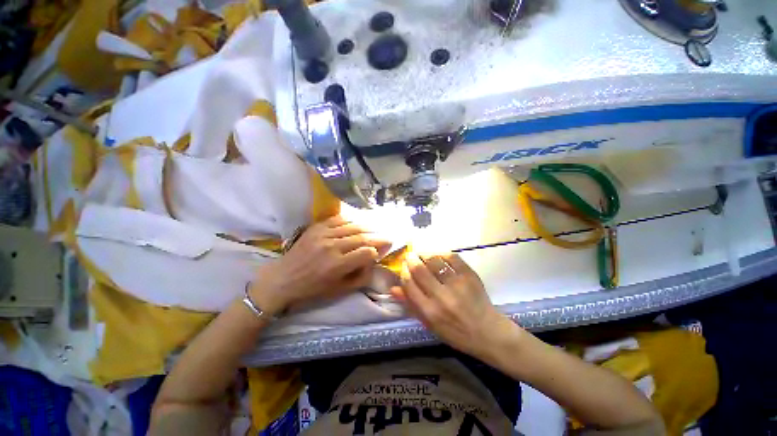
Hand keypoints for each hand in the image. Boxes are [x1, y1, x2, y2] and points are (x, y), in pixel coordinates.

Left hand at [249, 216, 390, 314]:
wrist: (283, 278)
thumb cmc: (312, 288)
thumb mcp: (338, 290)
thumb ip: (360, 277)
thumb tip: (373, 262)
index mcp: (337, 265)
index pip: (366, 252)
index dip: (377, 251)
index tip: (381, 252)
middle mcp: (332, 247)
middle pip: (362, 237)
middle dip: (378, 236)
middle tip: (388, 236)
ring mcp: (323, 234)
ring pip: (353, 226)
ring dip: (368, 227)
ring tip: (376, 229)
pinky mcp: (316, 227)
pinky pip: (339, 219)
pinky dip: (352, 220)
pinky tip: (359, 222)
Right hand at [392, 252, 518, 359]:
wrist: (488, 332)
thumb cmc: (455, 332)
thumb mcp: (429, 324)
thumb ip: (411, 305)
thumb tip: (393, 288)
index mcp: (429, 311)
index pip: (409, 284)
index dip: (403, 272)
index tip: (403, 267)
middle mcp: (441, 297)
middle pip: (419, 270)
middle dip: (411, 259)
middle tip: (409, 255)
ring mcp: (457, 284)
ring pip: (434, 261)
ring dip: (424, 254)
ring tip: (421, 253)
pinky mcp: (469, 275)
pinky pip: (452, 257)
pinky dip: (441, 253)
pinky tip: (437, 254)